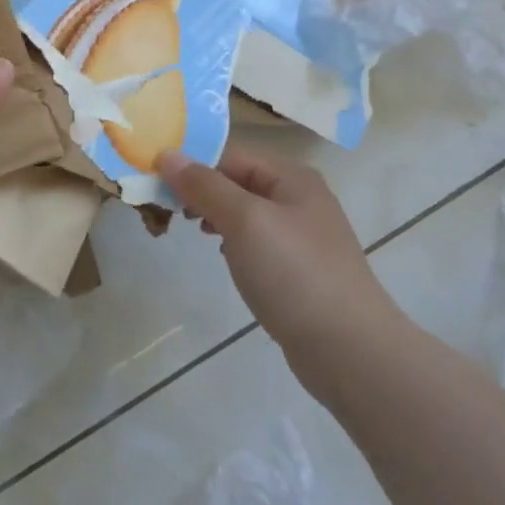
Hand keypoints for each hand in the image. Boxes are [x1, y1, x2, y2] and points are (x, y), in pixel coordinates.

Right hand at [158, 142, 397, 367]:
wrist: (350, 351)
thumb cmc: (294, 274)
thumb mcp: (244, 221)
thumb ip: (205, 185)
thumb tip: (167, 153)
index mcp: (291, 176)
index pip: (229, 154)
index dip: (191, 164)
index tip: (154, 181)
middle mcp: (299, 197)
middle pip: (236, 180)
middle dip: (200, 190)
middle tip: (166, 209)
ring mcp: (302, 235)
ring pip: (244, 211)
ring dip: (214, 215)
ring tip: (189, 229)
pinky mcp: (300, 269)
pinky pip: (256, 241)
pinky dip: (232, 241)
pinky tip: (222, 256)